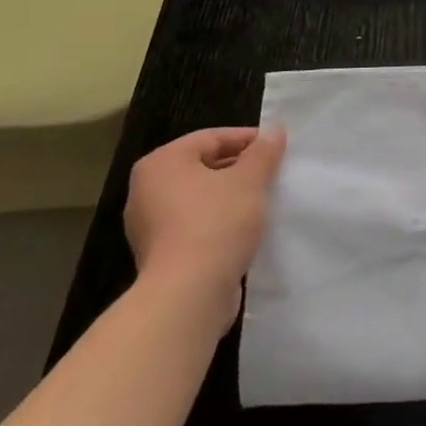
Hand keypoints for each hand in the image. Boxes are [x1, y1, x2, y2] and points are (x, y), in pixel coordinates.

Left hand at [124, 126, 286, 325]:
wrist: (188, 294)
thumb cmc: (216, 223)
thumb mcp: (250, 180)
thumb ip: (263, 152)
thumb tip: (274, 131)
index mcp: (161, 163)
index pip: (211, 138)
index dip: (248, 139)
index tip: (278, 148)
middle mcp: (146, 190)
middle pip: (203, 167)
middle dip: (240, 169)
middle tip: (274, 173)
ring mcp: (149, 226)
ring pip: (200, 198)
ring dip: (231, 196)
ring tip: (265, 200)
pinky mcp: (160, 255)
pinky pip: (195, 225)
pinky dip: (219, 222)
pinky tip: (246, 229)